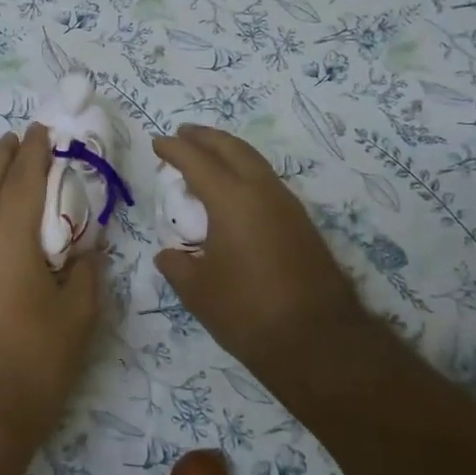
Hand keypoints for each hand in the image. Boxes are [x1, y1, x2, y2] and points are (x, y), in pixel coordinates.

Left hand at [0, 123, 101, 463]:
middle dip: (4, 157)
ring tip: (2, 166)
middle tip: (20, 138)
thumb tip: (86, 246)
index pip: (22, 180)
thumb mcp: (78, 315)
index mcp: (8, 237)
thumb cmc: (35, 362)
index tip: (43, 130)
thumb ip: (85, 270)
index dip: (34, 152)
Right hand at [152, 124, 366, 377]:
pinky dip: (245, 174)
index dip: (174, 149)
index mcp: (232, 200)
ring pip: (255, 163)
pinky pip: (267, 183)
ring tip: (207, 157)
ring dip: (229, 153)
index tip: (157, 143)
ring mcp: (288, 207)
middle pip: (233, 149)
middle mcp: (263, 192)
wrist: (317, 341)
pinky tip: (235, 192)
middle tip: (184, 133)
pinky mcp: (302, 225)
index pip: (197, 161)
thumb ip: (177, 264)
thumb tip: (170, 254)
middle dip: (206, 137)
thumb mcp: (196, 290)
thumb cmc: (246, 311)